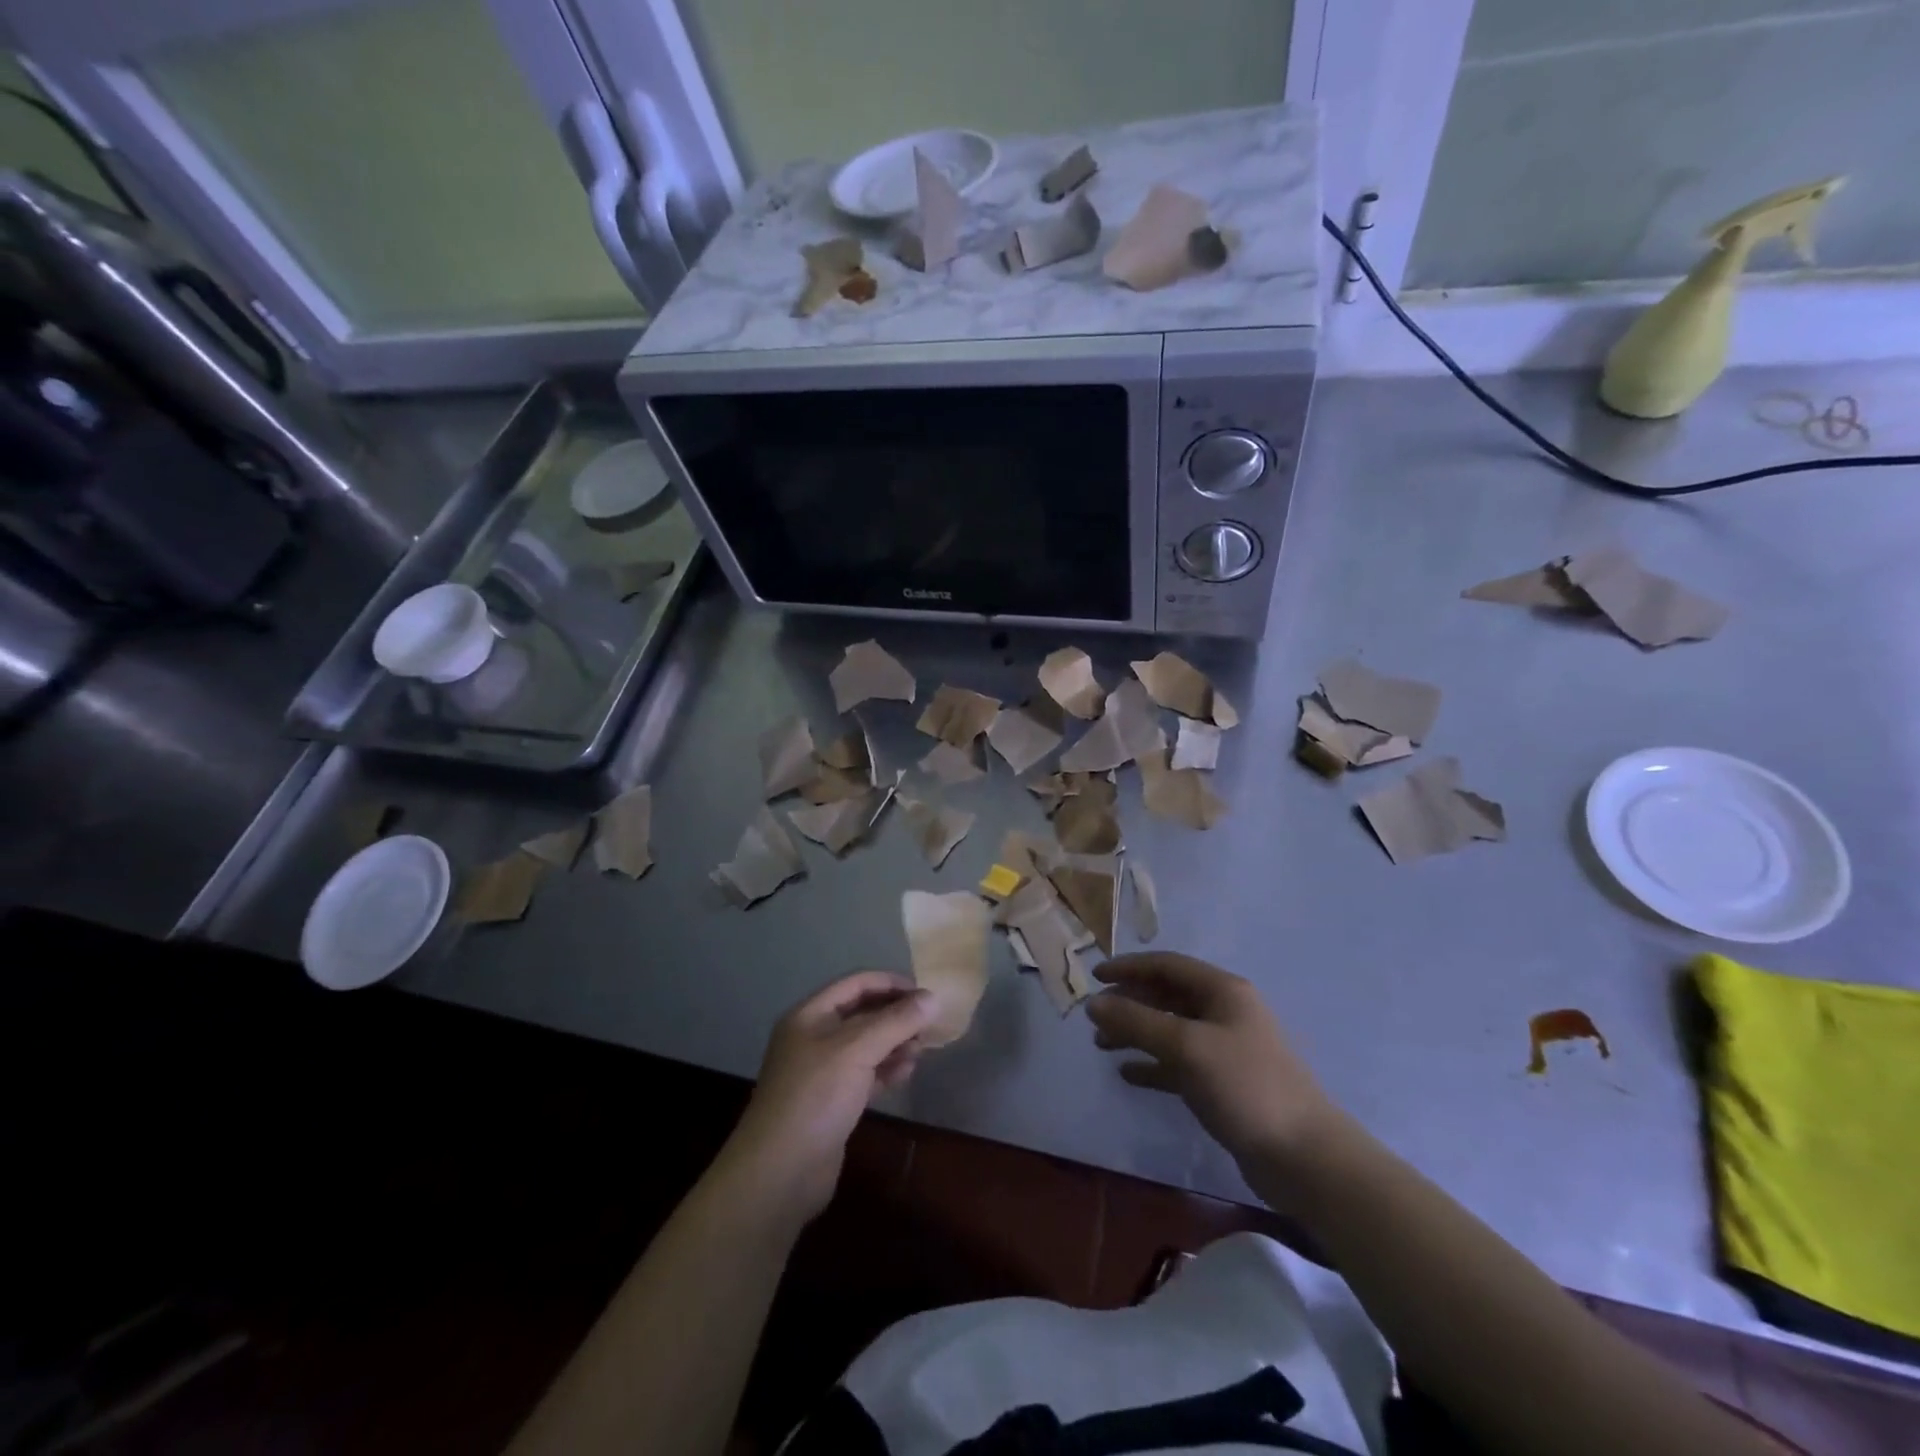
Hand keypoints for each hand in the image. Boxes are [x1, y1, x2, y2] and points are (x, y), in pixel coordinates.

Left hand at [723, 971, 935, 1222]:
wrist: (780, 1172)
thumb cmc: (816, 1096)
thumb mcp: (857, 1050)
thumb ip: (896, 1021)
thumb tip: (933, 998)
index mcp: (810, 1015)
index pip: (856, 984)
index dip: (890, 983)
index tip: (924, 993)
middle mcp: (814, 1037)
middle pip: (862, 1014)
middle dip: (896, 1016)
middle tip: (928, 1026)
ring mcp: (822, 1072)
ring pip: (866, 1045)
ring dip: (894, 1043)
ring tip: (920, 1051)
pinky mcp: (832, 1102)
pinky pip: (865, 1074)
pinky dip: (886, 1070)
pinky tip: (906, 1073)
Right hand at [1086, 953, 1341, 1178]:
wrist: (1304, 1157)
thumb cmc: (1245, 1086)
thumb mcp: (1186, 1047)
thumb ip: (1137, 1022)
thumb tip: (1093, 1003)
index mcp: (1223, 991)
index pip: (1167, 965)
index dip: (1129, 967)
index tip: (1094, 978)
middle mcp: (1224, 1012)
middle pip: (1167, 996)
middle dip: (1129, 1002)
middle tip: (1095, 1018)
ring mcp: (1226, 1049)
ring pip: (1170, 1030)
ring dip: (1136, 1033)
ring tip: (1102, 1046)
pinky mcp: (1224, 1083)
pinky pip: (1179, 1064)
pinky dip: (1152, 1065)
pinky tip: (1128, 1074)